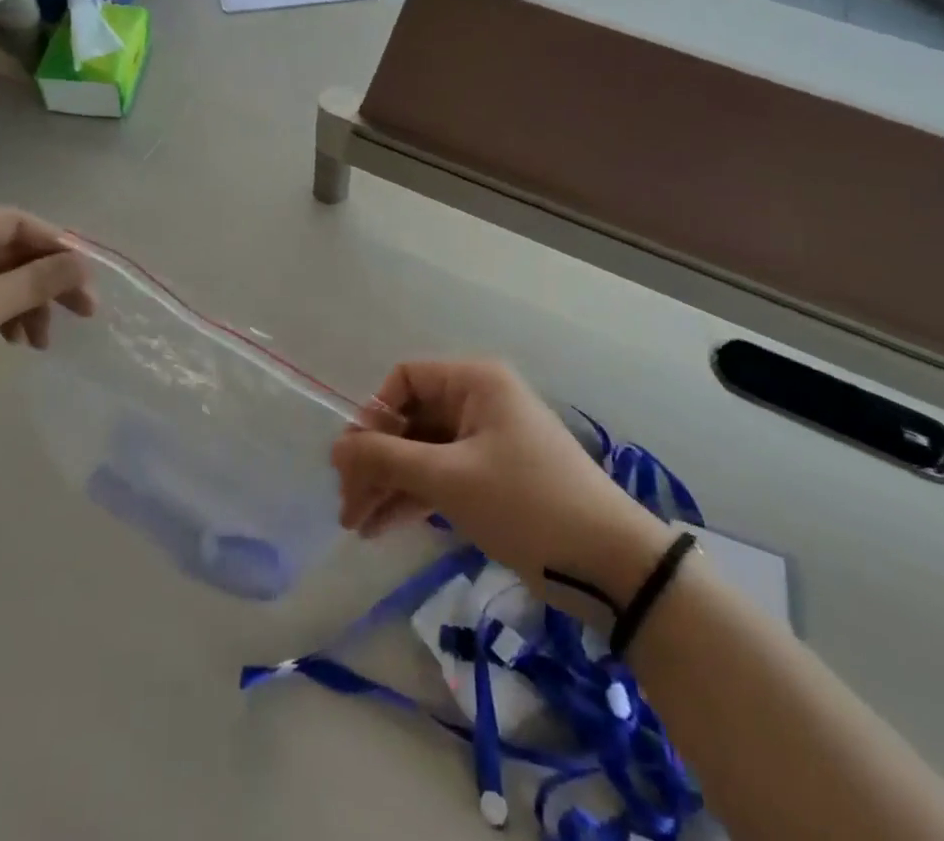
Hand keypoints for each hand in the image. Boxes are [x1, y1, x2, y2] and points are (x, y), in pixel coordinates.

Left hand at [0, 208, 94, 425]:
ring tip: (41, 341)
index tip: (88, 280)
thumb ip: (35, 281)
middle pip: (12, 249)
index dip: (59, 247)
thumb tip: (83, 263)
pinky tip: (15, 339)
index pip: (19, 223)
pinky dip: (3, 312)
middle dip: (47, 281)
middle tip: (83, 313)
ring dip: (27, 302)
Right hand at [331, 361, 666, 586]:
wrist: (609, 564)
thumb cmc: (525, 503)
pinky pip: (441, 476)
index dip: (373, 415)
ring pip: (422, 451)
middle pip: (410, 419)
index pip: (405, 379)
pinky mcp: (491, 477)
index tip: (350, 460)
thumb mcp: (449, 479)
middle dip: (376, 460)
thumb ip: (386, 460)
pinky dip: (413, 497)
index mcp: (475, 381)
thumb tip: (334, 448)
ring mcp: (485, 440)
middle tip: (346, 503)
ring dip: (389, 484)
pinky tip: (381, 526)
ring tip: (356, 524)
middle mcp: (479, 401)